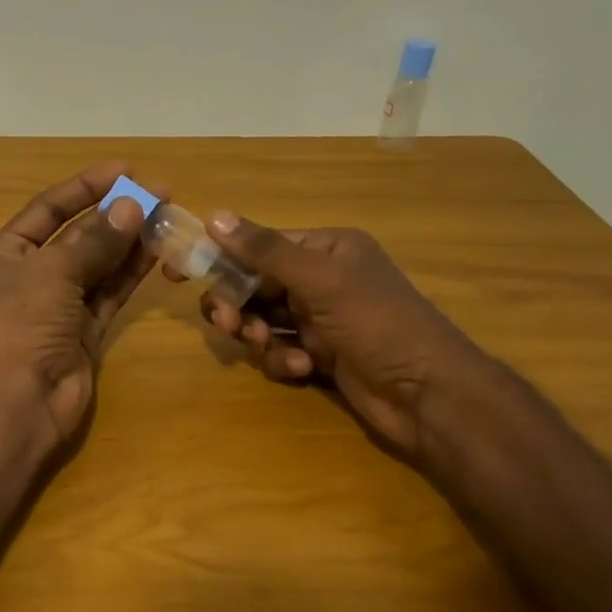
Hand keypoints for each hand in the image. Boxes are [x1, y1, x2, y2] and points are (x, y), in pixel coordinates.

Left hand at [0, 162, 157, 451]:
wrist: (19, 402)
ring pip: (99, 264)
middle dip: (116, 213)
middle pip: (78, 235)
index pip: (48, 209)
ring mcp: (59, 305)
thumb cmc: (22, 324)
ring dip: (130, 240)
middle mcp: (31, 275)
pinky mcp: (85, 331)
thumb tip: (131, 206)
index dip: (85, 187)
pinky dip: (132, 273)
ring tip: (168, 214)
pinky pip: (111, 293)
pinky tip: (158, 251)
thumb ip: (94, 239)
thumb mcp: (53, 271)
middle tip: (160, 192)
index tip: (125, 169)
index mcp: (5, 253)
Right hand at [187, 215, 490, 463]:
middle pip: (255, 285)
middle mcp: (321, 280)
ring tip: (265, 345)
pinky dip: (283, 359)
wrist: (428, 395)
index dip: (224, 258)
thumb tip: (214, 216)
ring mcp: (320, 320)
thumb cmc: (377, 324)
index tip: (183, 272)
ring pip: (263, 320)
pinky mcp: (320, 356)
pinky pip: (280, 350)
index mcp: (326, 250)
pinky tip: (303, 367)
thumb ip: (265, 250)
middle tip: (229, 323)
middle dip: (239, 304)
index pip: (261, 246)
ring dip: (258, 334)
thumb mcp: (320, 281)